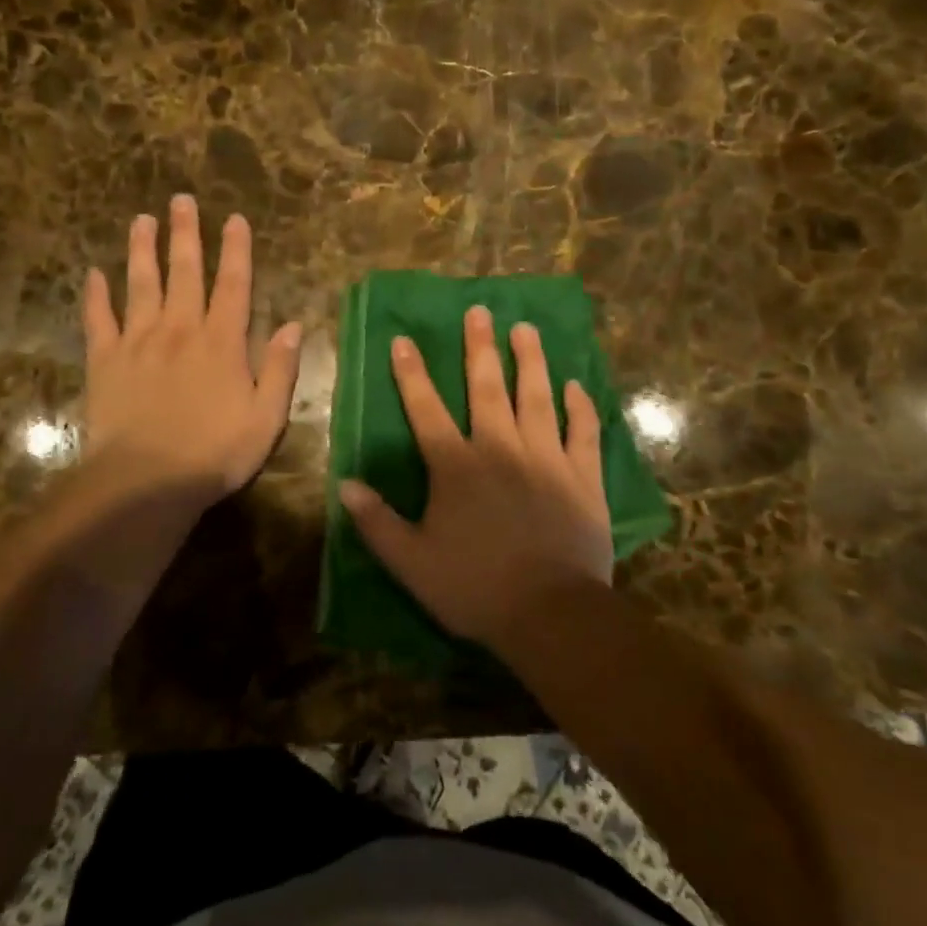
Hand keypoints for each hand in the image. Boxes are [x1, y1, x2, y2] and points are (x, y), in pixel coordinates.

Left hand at [82, 196, 301, 509]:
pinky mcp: (105, 361)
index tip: (235, 219)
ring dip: (142, 250)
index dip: (236, 250)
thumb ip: (281, 368)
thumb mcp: (266, 417)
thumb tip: (294, 325)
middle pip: (184, 272)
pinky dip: (94, 296)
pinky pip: (98, 320)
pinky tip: (92, 274)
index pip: (233, 284)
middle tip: (181, 199)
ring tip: (141, 220)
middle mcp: (180, 329)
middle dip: (185, 234)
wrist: (146, 482)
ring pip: (140, 284)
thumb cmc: (214, 453)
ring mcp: (138, 341)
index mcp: (222, 342)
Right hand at [340, 305, 612, 648]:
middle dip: (479, 347)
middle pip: (487, 388)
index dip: (412, 374)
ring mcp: (545, 458)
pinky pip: (582, 432)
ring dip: (530, 361)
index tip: (404, 339)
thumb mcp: (412, 563)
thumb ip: (377, 522)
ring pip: (536, 397)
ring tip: (526, 328)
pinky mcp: (582, 476)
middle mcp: (500, 449)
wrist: (550, 614)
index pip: (426, 410)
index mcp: (456, 466)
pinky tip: (576, 385)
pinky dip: (579, 407)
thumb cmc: (475, 587)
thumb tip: (344, 484)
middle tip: (479, 311)